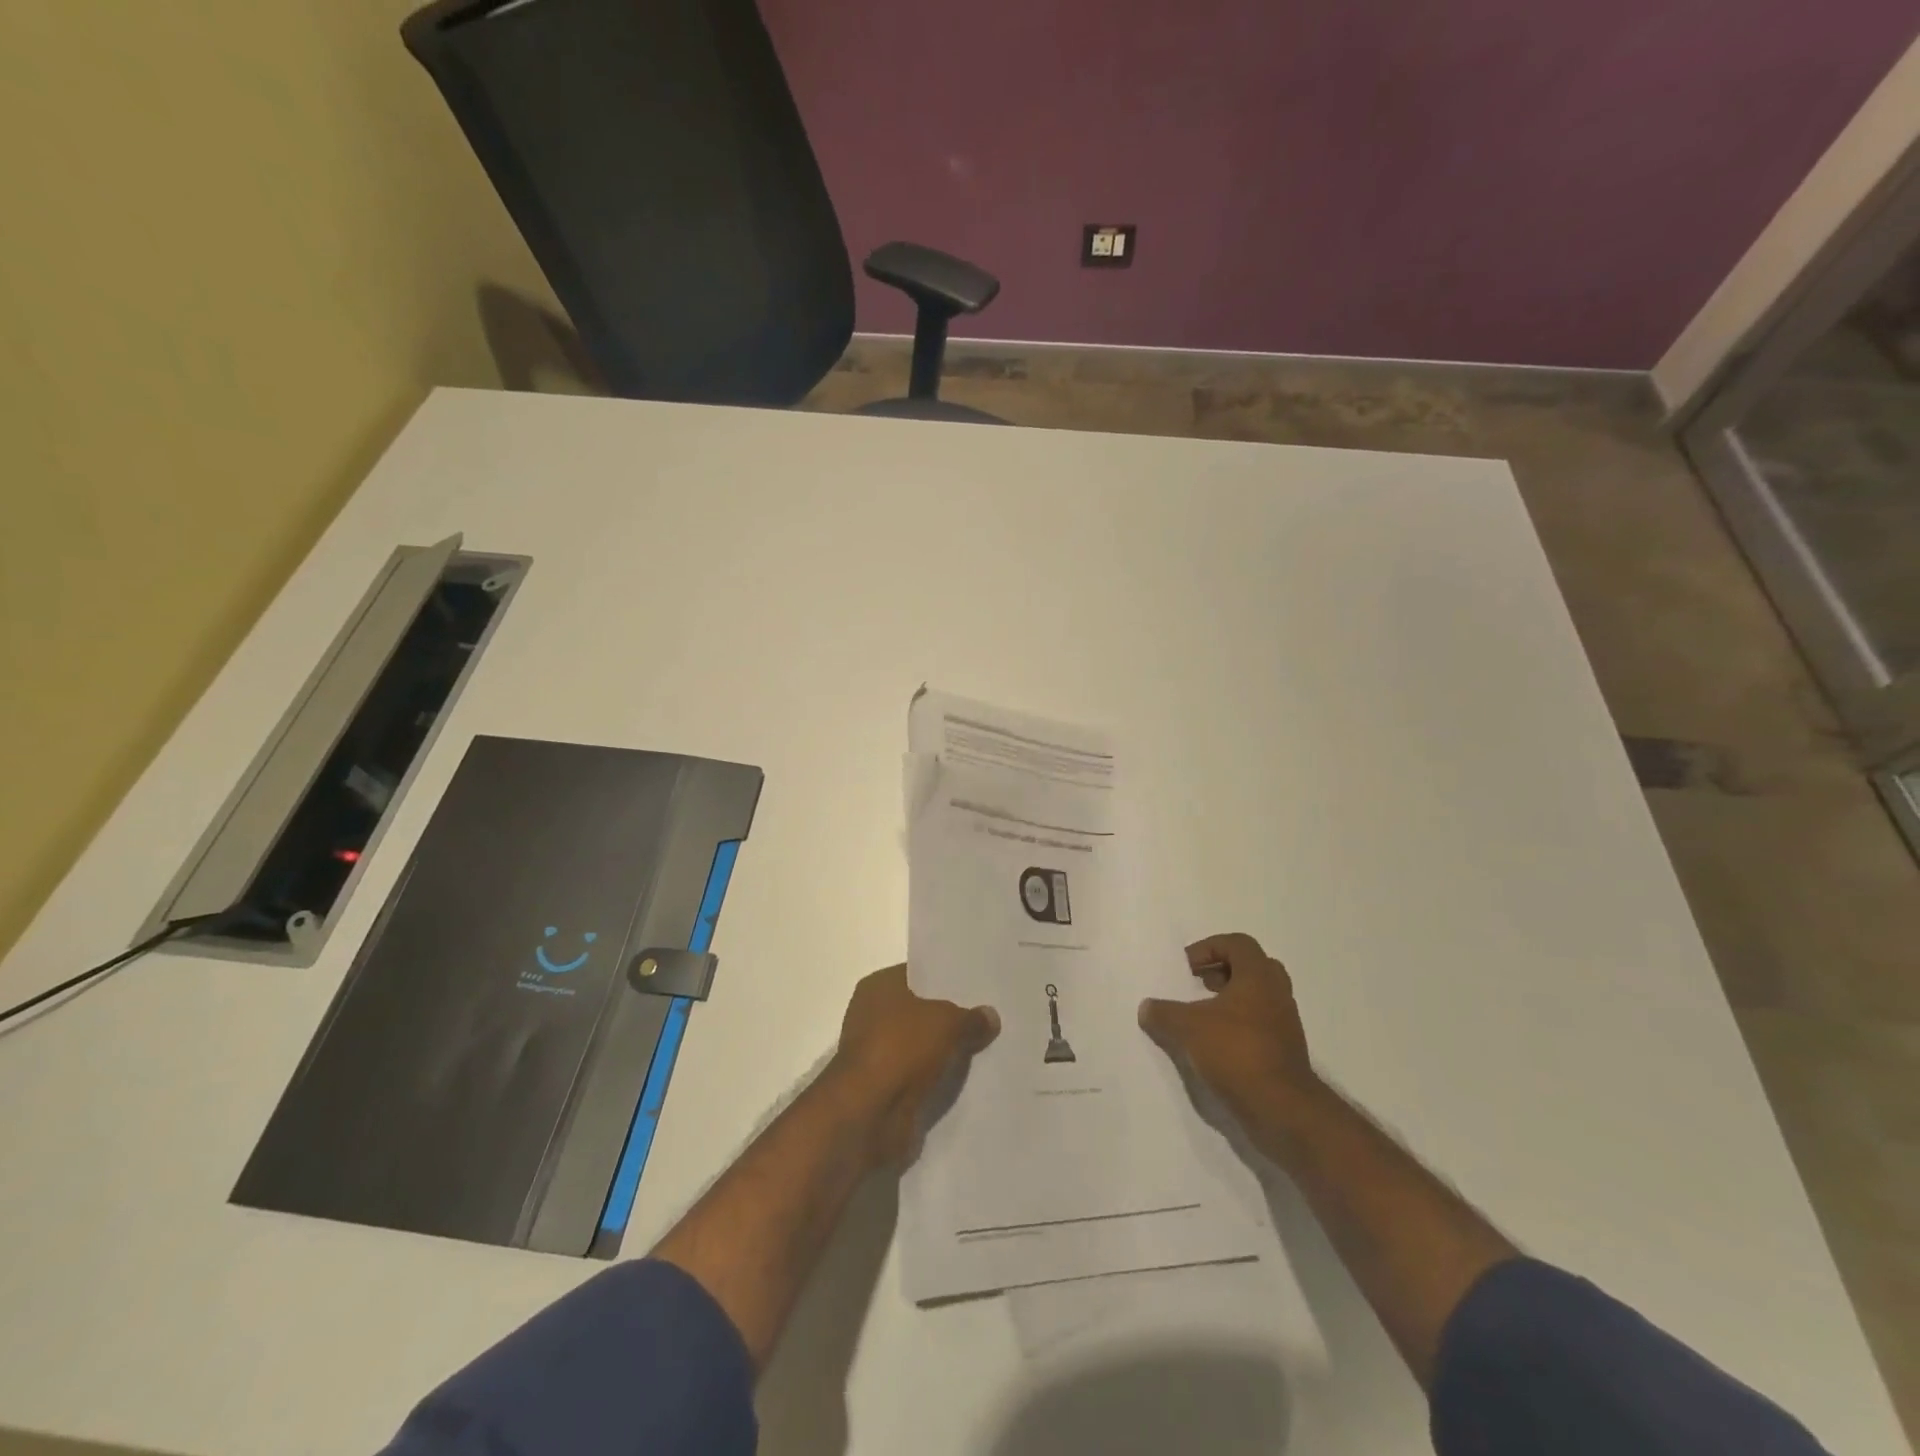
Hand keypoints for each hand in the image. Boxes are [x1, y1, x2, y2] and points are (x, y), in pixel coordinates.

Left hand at [825, 965, 998, 1168]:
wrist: (868, 1113)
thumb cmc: (901, 1048)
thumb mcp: (947, 1022)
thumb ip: (970, 1018)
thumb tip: (990, 1015)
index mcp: (878, 986)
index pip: (917, 974)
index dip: (945, 980)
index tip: (977, 986)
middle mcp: (871, 1014)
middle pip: (919, 1011)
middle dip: (948, 1016)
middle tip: (987, 1017)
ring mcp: (876, 1052)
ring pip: (920, 1045)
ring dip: (944, 1050)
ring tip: (984, 1047)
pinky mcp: (883, 1087)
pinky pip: (918, 1074)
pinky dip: (936, 1077)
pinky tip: (966, 1078)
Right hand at [1138, 932, 1317, 1119]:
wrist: (1282, 1108)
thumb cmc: (1236, 1052)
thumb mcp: (1188, 1028)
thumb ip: (1163, 1013)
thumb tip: (1146, 1008)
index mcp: (1258, 977)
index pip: (1238, 944)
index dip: (1209, 948)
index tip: (1187, 966)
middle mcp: (1277, 994)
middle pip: (1252, 967)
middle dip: (1222, 971)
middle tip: (1199, 983)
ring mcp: (1284, 1024)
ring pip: (1257, 998)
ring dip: (1230, 1000)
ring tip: (1201, 1015)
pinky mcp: (1284, 1052)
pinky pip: (1259, 1025)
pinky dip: (1237, 1025)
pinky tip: (1214, 1044)